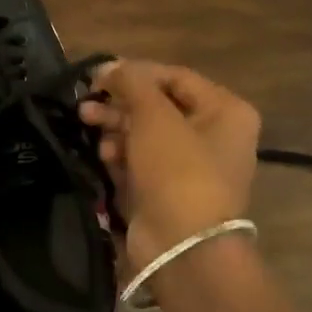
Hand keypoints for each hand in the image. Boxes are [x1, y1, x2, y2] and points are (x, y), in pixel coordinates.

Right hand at [79, 60, 260, 281]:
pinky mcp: (170, 191)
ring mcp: (192, 166)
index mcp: (225, 111)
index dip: (135, 73)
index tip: (98, 76)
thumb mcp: (154, 116)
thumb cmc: (177, 170)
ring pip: (146, 134)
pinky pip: (142, 161)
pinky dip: (121, 155)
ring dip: (116, 127)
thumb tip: (110, 66)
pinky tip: (103, 155)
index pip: (175, 77)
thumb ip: (132, 82)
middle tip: (86, 103)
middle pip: (159, 106)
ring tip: (88, 125)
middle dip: (120, 103)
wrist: (181, 246)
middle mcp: (215, 135)